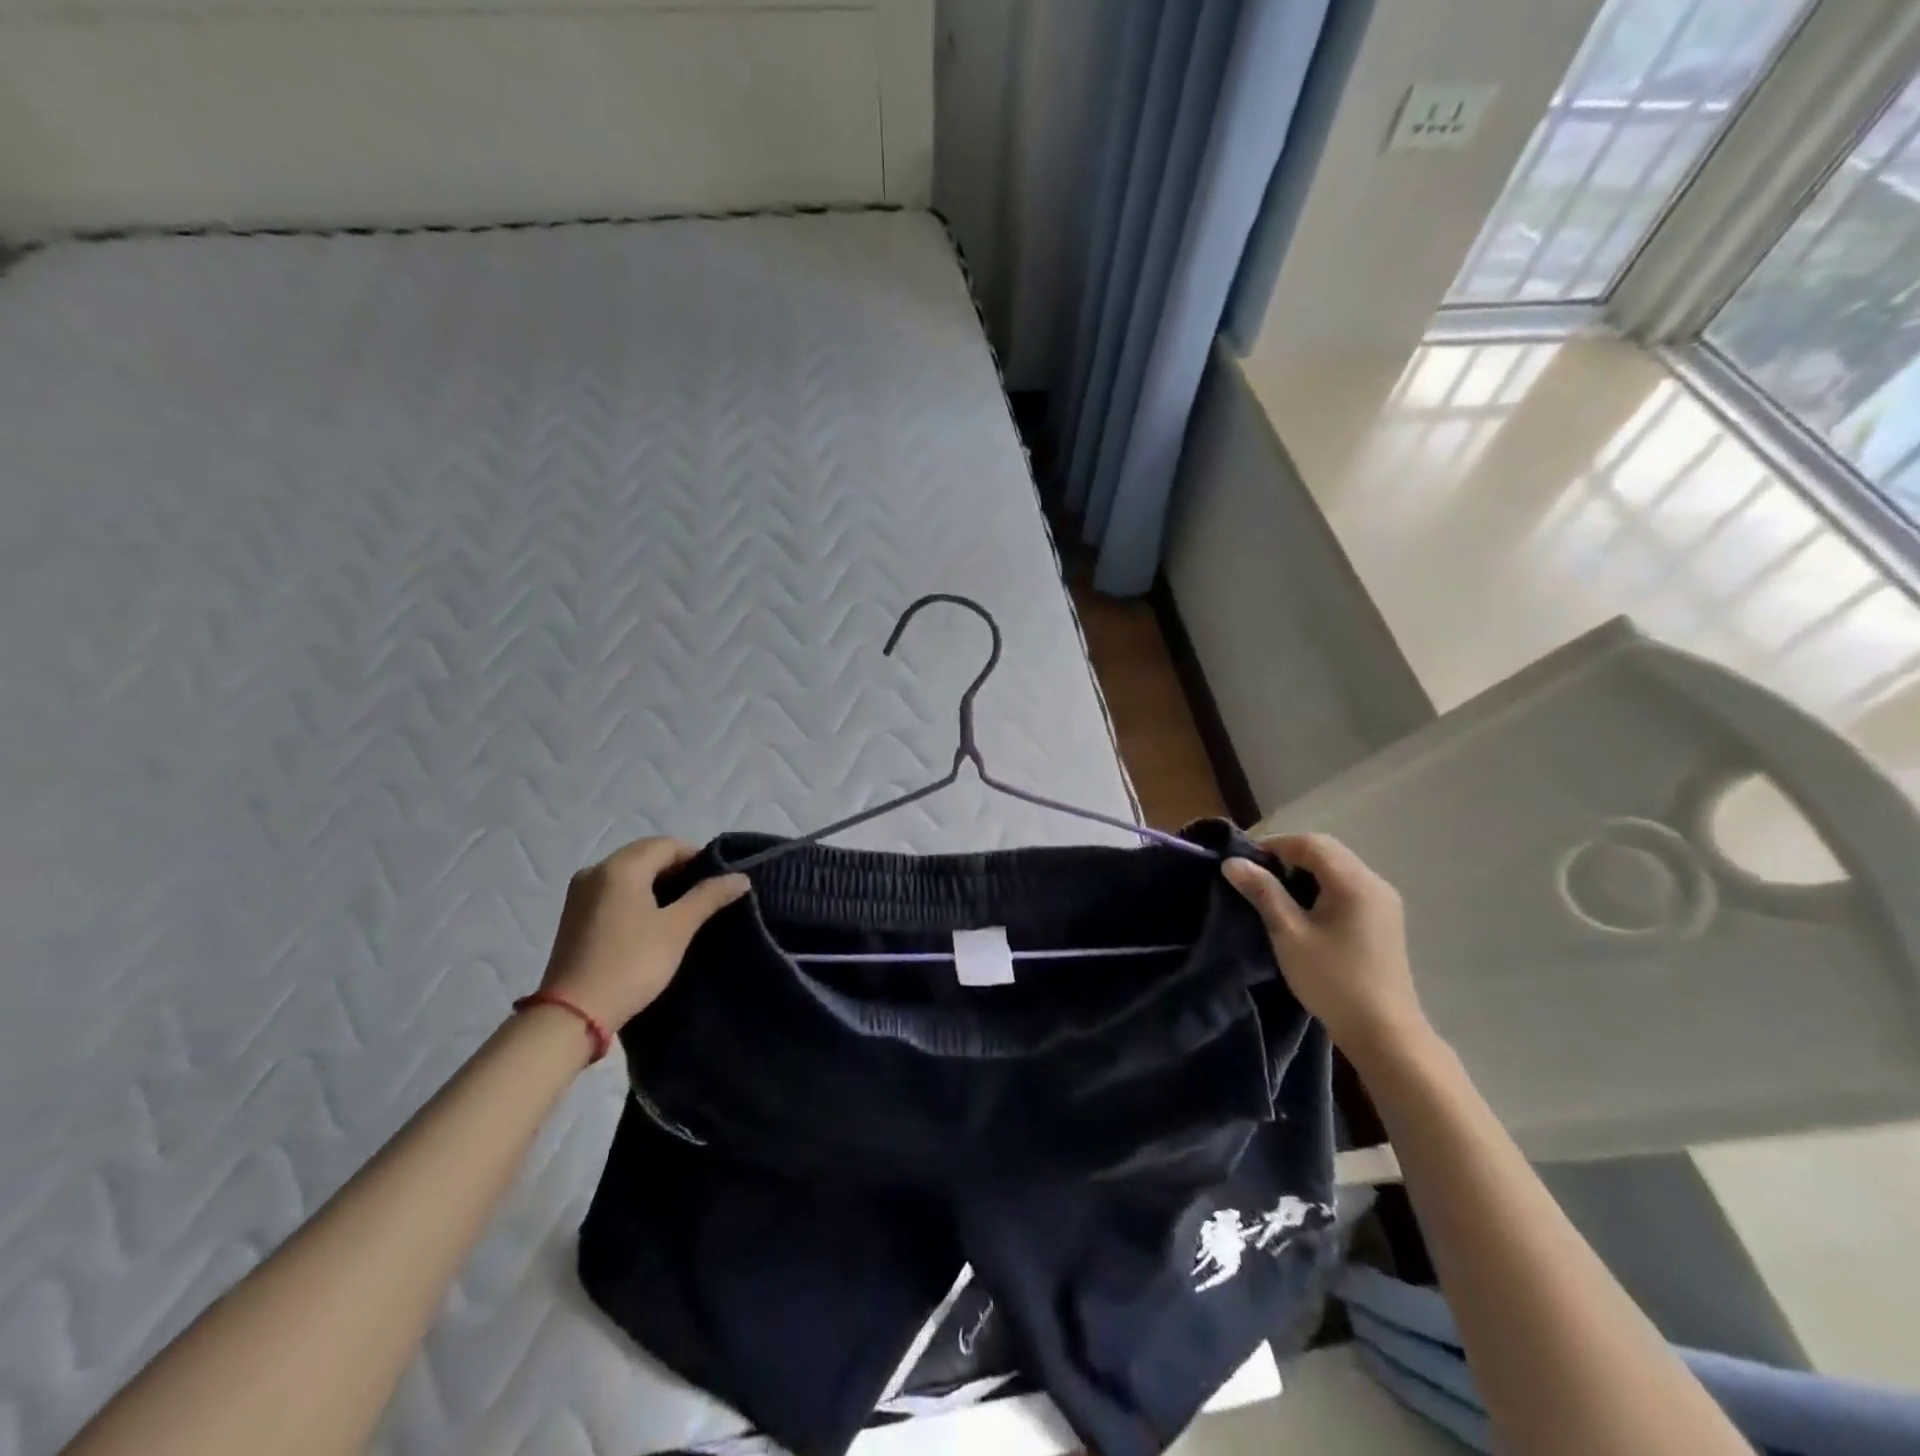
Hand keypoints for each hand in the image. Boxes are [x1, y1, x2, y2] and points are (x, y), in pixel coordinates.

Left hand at [539, 837, 748, 1030]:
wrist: (572, 1014)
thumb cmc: (631, 963)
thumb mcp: (677, 929)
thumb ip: (709, 896)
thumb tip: (741, 877)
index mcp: (621, 867)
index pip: (667, 844)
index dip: (697, 856)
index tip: (718, 879)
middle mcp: (596, 870)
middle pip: (645, 854)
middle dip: (677, 867)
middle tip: (704, 893)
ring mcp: (580, 892)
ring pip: (628, 871)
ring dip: (656, 880)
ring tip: (682, 906)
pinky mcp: (575, 914)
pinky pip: (613, 888)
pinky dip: (636, 893)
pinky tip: (652, 917)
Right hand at [1223, 833, 1429, 1064]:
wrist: (1384, 1032)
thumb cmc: (1332, 980)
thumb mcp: (1288, 933)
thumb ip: (1263, 892)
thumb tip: (1232, 862)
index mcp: (1354, 882)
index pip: (1310, 843)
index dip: (1274, 845)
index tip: (1245, 862)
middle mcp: (1374, 883)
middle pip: (1327, 851)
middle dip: (1289, 855)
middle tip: (1257, 876)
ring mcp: (1383, 902)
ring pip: (1338, 867)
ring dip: (1305, 870)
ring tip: (1275, 892)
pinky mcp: (1384, 919)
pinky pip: (1348, 886)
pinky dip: (1322, 886)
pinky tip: (1304, 910)